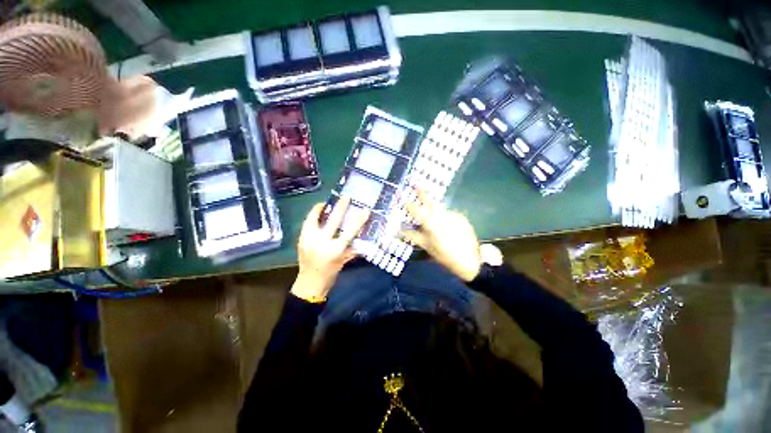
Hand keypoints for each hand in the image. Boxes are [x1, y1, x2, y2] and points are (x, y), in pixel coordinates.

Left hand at [291, 198, 368, 301]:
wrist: (310, 284)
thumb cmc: (330, 273)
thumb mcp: (344, 261)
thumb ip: (353, 248)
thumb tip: (362, 237)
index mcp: (335, 250)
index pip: (350, 231)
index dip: (359, 220)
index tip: (365, 210)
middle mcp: (322, 243)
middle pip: (333, 221)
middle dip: (340, 207)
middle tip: (345, 197)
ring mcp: (309, 240)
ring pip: (315, 218)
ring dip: (322, 208)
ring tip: (327, 203)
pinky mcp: (301, 239)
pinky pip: (308, 222)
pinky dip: (313, 215)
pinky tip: (318, 212)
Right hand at [400, 189, 481, 281]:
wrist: (471, 260)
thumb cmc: (445, 255)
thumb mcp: (427, 247)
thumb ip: (413, 236)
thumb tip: (398, 231)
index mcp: (432, 224)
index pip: (417, 211)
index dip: (410, 206)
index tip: (405, 202)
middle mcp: (442, 216)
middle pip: (431, 202)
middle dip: (423, 193)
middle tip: (417, 185)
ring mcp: (454, 216)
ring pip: (440, 207)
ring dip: (434, 206)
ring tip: (430, 210)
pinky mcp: (462, 218)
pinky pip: (449, 214)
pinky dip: (444, 216)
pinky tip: (445, 223)